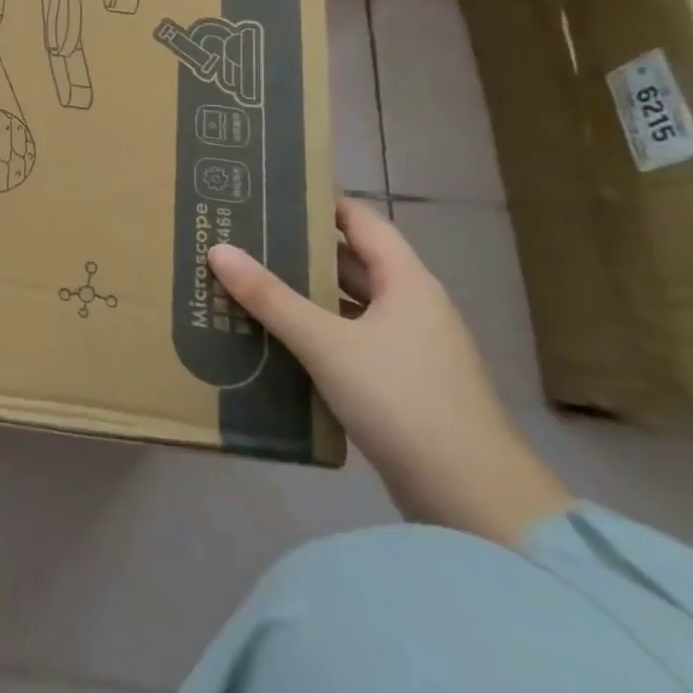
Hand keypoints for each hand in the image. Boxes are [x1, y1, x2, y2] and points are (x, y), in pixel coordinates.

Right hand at [210, 198, 570, 547]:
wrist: (474, 501)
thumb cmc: (403, 400)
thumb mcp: (326, 343)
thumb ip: (270, 297)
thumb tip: (218, 248)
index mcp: (408, 282)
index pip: (361, 221)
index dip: (319, 202)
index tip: (269, 191)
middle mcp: (413, 306)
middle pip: (351, 262)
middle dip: (299, 249)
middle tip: (242, 236)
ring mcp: (410, 349)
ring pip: (347, 305)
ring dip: (303, 294)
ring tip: (246, 281)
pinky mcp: (401, 385)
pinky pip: (349, 341)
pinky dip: (314, 332)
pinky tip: (273, 336)